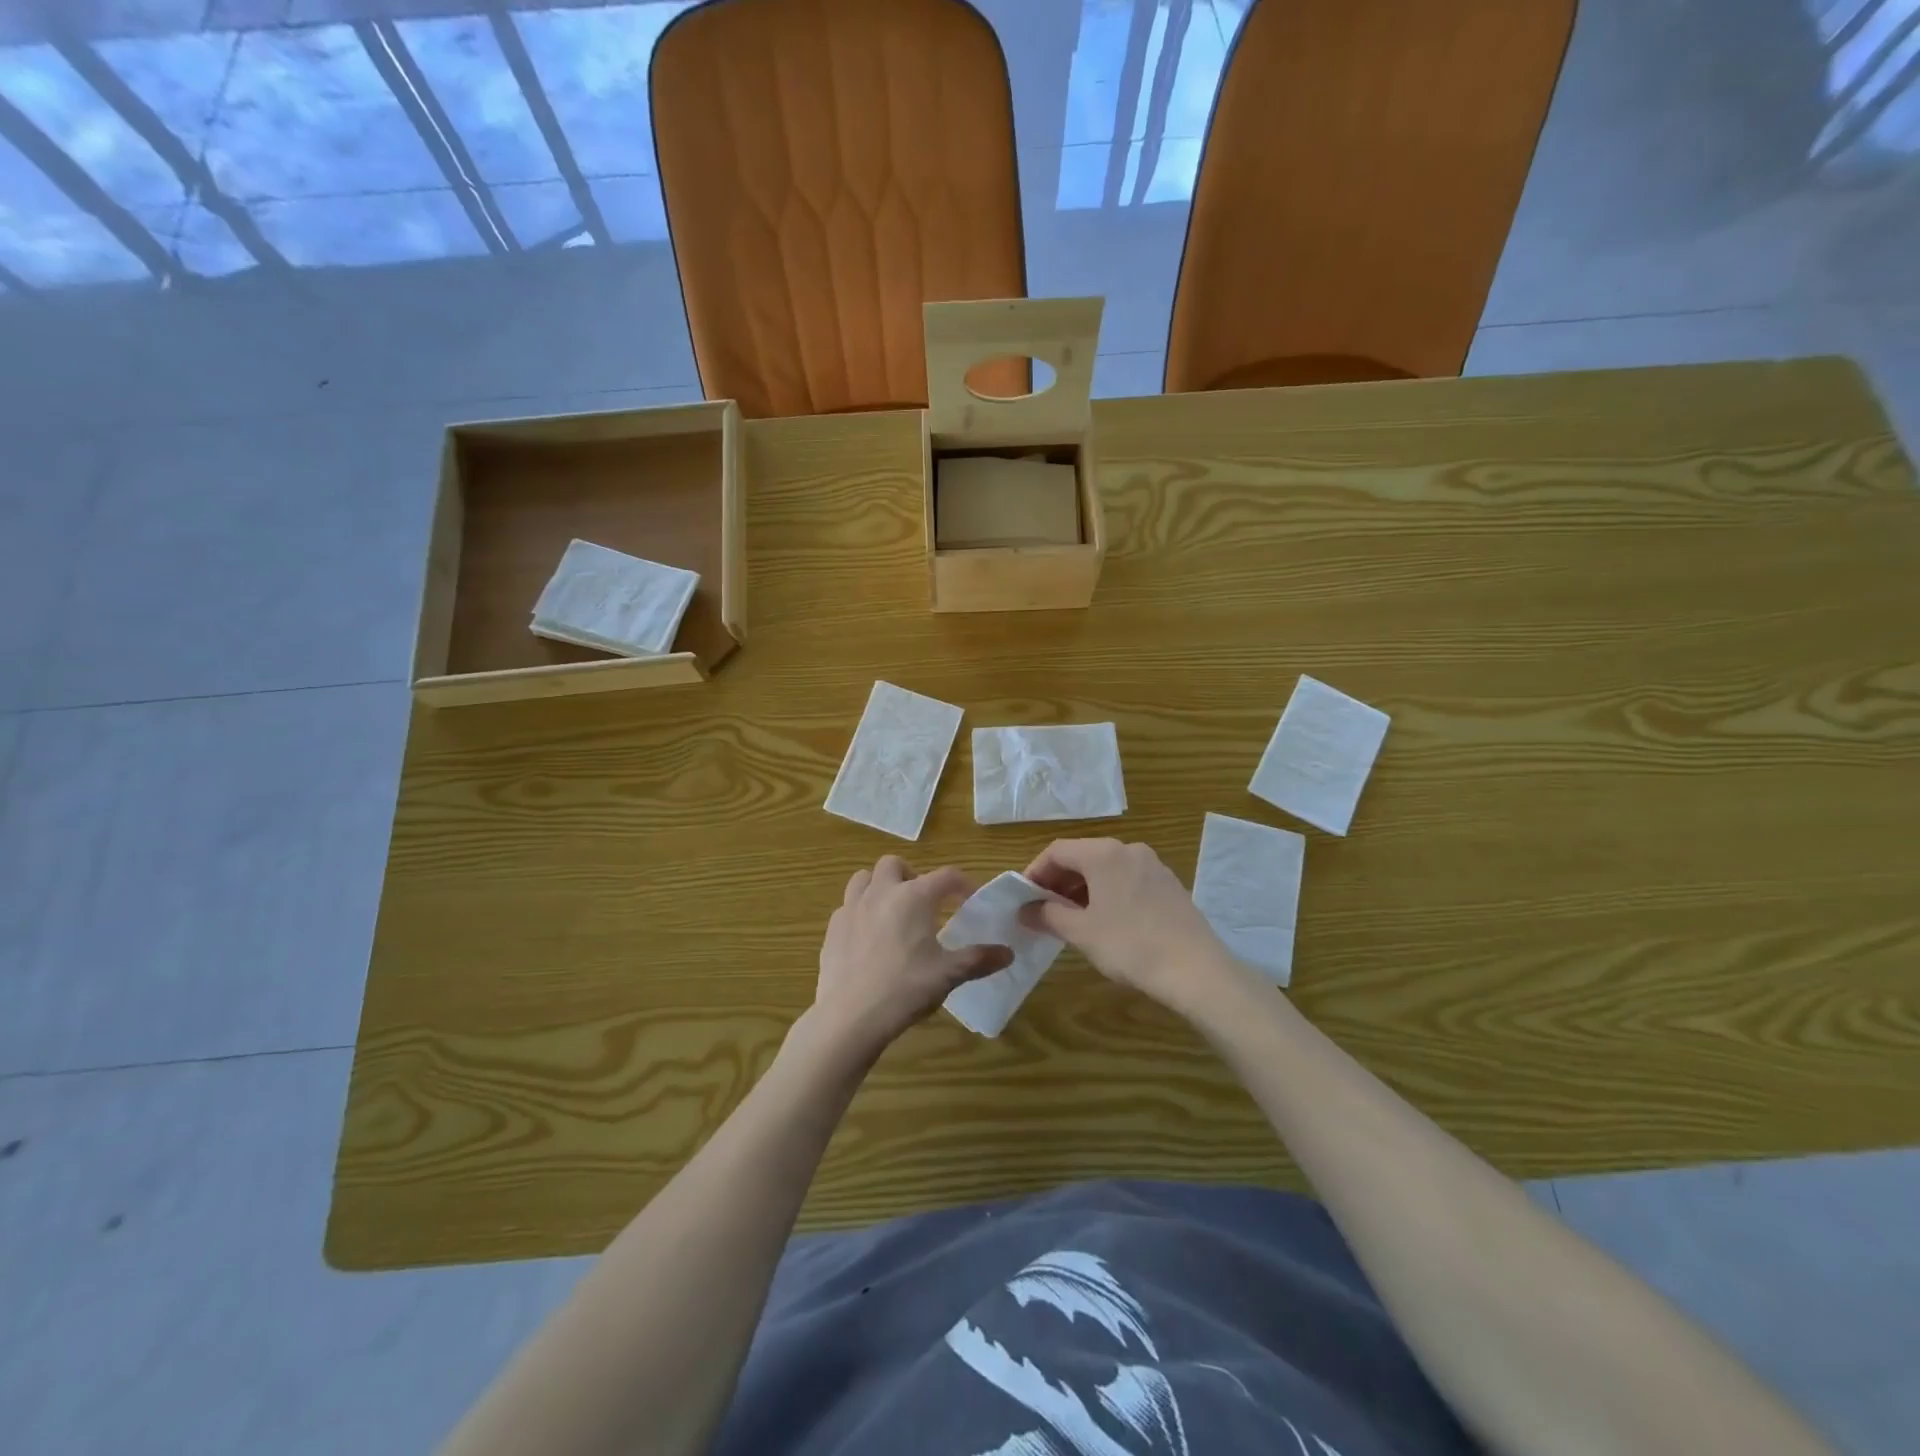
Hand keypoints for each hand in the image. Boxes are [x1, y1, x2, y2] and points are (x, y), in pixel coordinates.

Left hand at [808, 856, 1012, 1063]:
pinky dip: (860, 912)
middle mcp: (881, 892)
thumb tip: (1008, 953)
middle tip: (923, 903)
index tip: (969, 899)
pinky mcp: (832, 928)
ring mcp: (851, 908)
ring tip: (892, 912)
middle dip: (911, 875)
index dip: (962, 884)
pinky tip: (868, 937)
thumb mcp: (948, 974)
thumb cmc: (905, 989)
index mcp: (914, 897)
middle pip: (894, 864)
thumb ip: (979, 959)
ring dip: (879, 886)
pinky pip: (847, 906)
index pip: (946, 876)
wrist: (850, 1016)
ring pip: (863, 878)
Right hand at [1022, 838, 1251, 1018]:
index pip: (1057, 851)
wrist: (1196, 970)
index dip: (1035, 872)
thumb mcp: (1081, 932)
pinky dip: (1107, 892)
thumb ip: (1049, 915)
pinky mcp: (1169, 884)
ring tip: (1072, 918)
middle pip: (1082, 856)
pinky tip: (1106, 921)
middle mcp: (1129, 849)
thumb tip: (1026, 910)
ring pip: (1106, 868)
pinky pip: (1127, 879)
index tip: (1024, 898)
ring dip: (1083, 888)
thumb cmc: (1130, 945)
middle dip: (1059, 881)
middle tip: (1044, 910)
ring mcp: (1153, 865)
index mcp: (1104, 853)